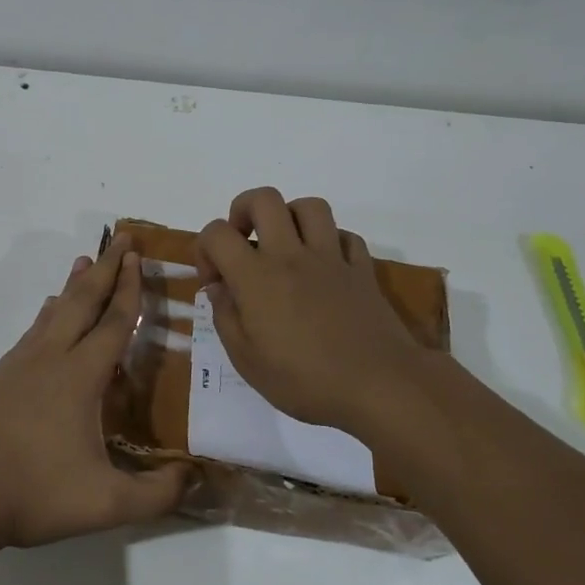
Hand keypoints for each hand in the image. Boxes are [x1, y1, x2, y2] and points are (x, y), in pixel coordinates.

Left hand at [0, 233, 190, 551]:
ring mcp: (20, 365)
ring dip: (74, 285)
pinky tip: (48, 312)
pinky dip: (49, 313)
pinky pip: (33, 331)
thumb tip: (196, 477)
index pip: (113, 322)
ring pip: (54, 312)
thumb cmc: (35, 494)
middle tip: (120, 239)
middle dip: (105, 268)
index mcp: (80, 377)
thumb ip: (157, 494)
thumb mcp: (107, 504)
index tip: (137, 257)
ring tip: (84, 261)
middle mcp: (50, 358)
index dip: (129, 289)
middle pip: (83, 302)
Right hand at [195, 187, 434, 436]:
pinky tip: (324, 266)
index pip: (217, 233)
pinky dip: (331, 242)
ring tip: (285, 245)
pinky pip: (345, 236)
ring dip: (290, 217)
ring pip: (309, 207)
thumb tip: (218, 289)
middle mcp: (291, 255)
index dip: (205, 249)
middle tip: (244, 242)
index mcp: (256, 277)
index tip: (214, 282)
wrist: (380, 386)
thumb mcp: (247, 362)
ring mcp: (331, 258)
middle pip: (264, 199)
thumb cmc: (306, 380)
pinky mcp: (362, 269)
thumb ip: (226, 318)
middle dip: (243, 211)